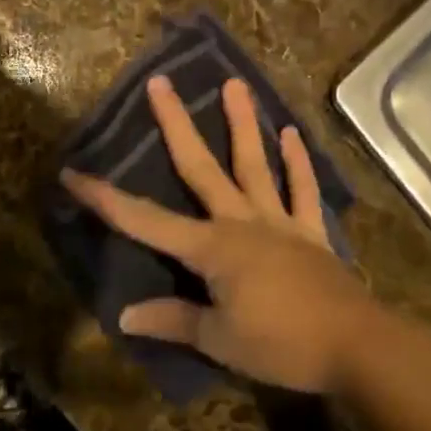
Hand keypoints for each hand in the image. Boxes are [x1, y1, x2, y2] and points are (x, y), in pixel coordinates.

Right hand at [61, 76, 380, 392]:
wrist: (357, 347)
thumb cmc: (282, 345)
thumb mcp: (219, 340)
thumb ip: (173, 320)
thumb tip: (125, 315)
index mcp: (212, 248)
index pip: (145, 221)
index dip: (106, 199)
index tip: (73, 173)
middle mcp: (242, 222)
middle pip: (201, 167)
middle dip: (176, 126)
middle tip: (160, 83)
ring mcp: (279, 223)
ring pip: (256, 165)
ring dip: (243, 124)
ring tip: (235, 84)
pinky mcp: (310, 234)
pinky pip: (303, 192)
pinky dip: (298, 164)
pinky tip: (291, 134)